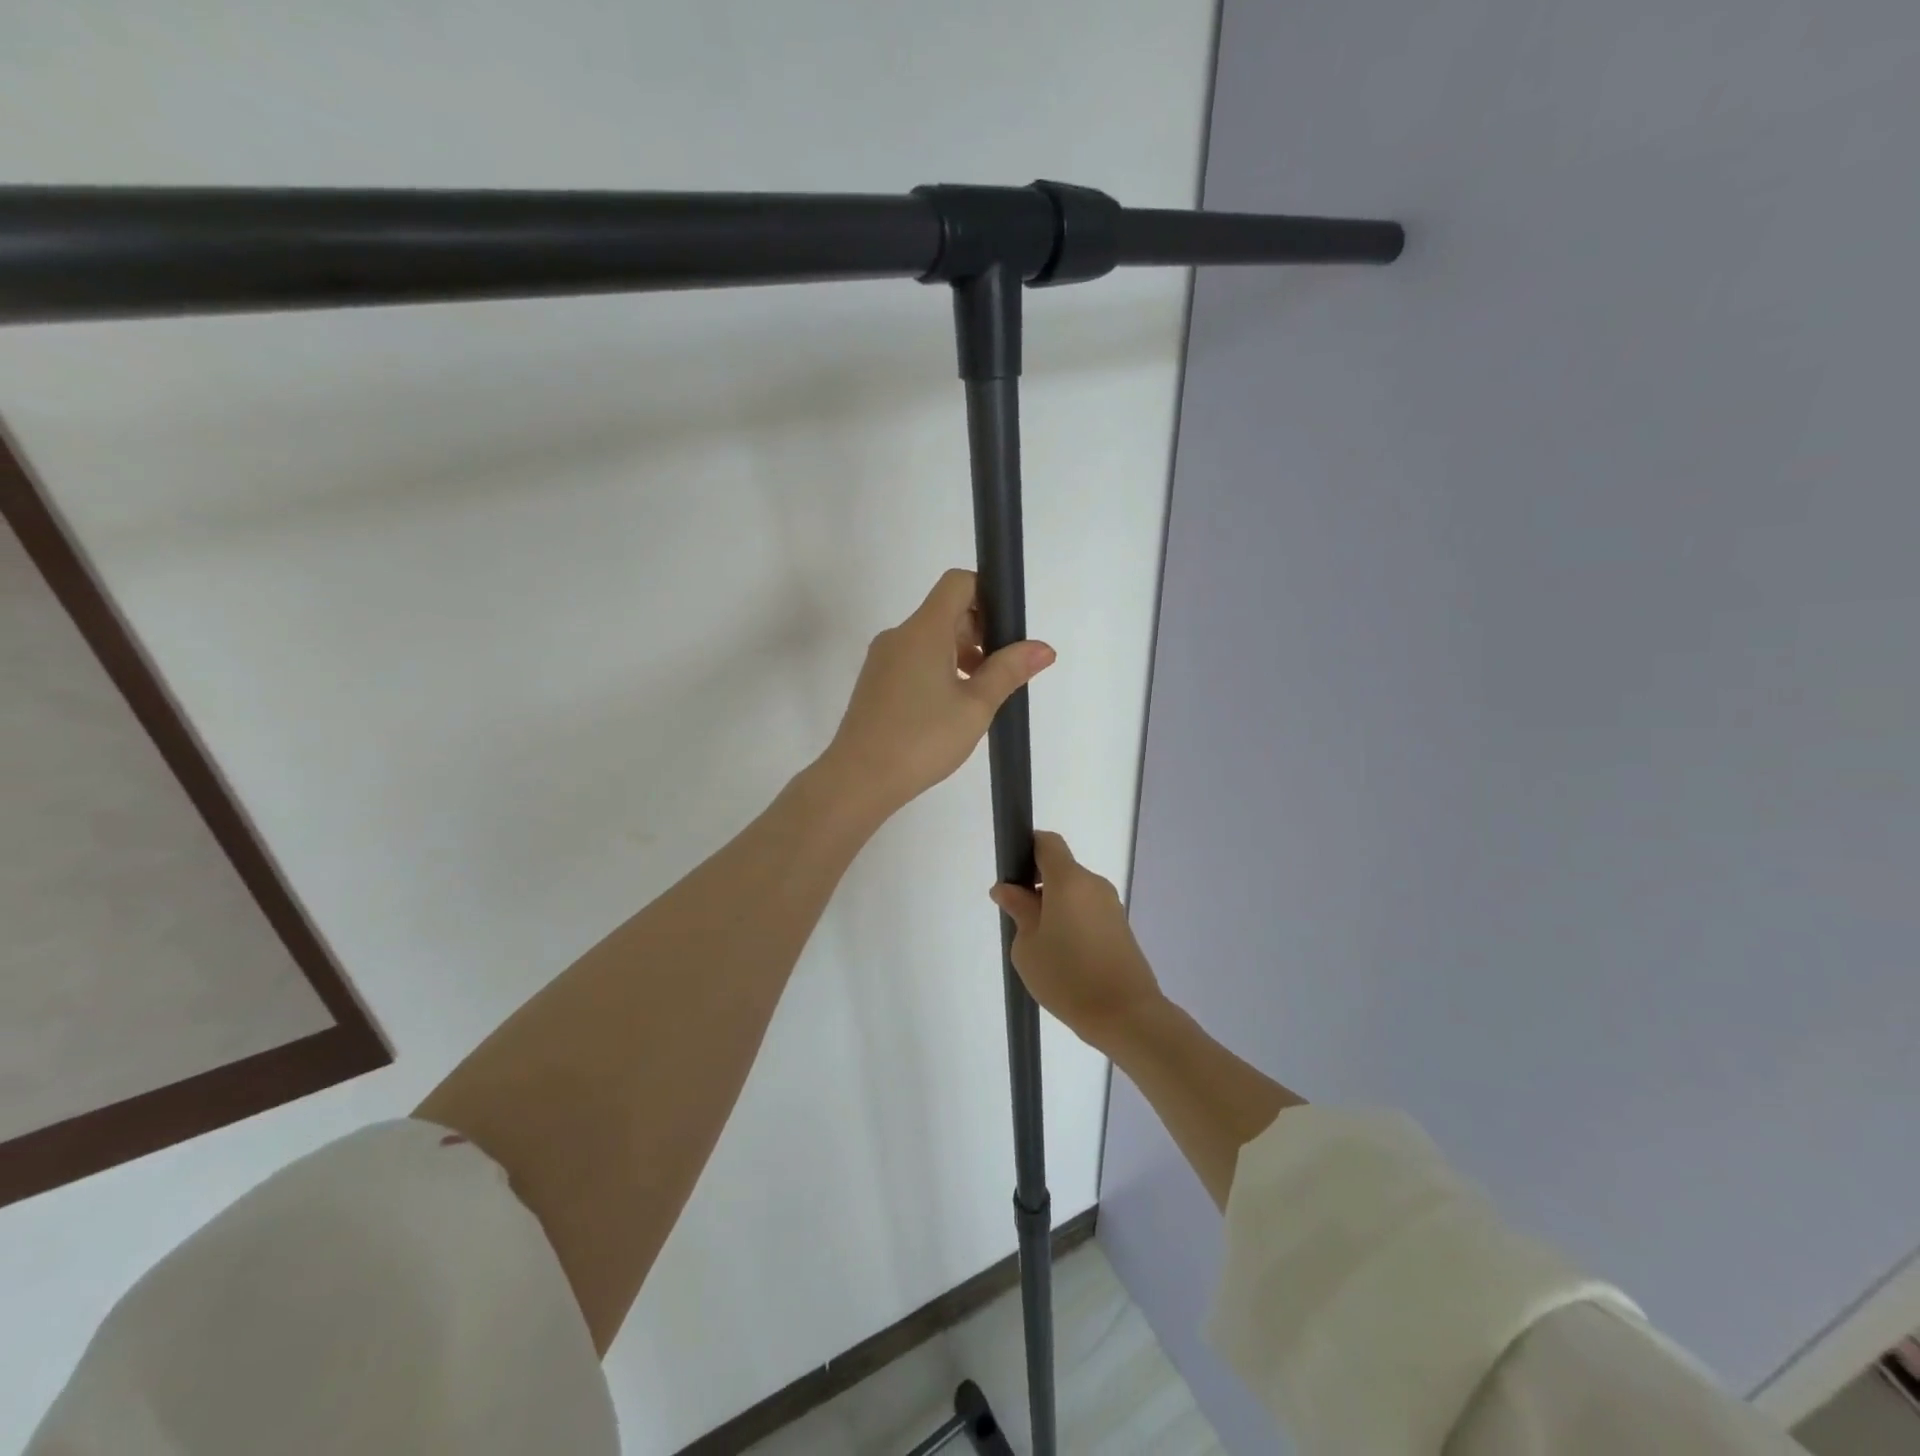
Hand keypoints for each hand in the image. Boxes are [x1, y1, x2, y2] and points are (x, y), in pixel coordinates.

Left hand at [820, 569, 1054, 819]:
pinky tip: (950, 708)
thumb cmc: (923, 739)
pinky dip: (938, 669)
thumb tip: (1043, 648)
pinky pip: (913, 660)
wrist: (859, 778)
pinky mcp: (875, 682)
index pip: (958, 583)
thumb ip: (1009, 671)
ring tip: (980, 695)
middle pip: (945, 612)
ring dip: (960, 654)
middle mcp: (899, 635)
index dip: (987, 594)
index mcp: (924, 630)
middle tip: (1002, 671)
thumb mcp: (976, 706)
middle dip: (980, 632)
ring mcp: (882, 659)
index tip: (1006, 631)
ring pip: (930, 639)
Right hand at [990, 832, 1163, 1051]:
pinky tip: (1065, 956)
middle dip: (1038, 886)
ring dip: (1056, 907)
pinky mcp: (1121, 926)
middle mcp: (1093, 884)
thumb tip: (1008, 889)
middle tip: (1020, 921)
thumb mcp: (1028, 946)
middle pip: (1061, 869)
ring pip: (1074, 892)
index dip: (1027, 850)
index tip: (1014, 878)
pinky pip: (1088, 911)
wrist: (1126, 1015)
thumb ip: (1018, 910)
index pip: (1047, 843)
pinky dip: (1073, 921)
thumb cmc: (1067, 977)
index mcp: (1069, 880)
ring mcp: (1111, 905)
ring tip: (1042, 946)